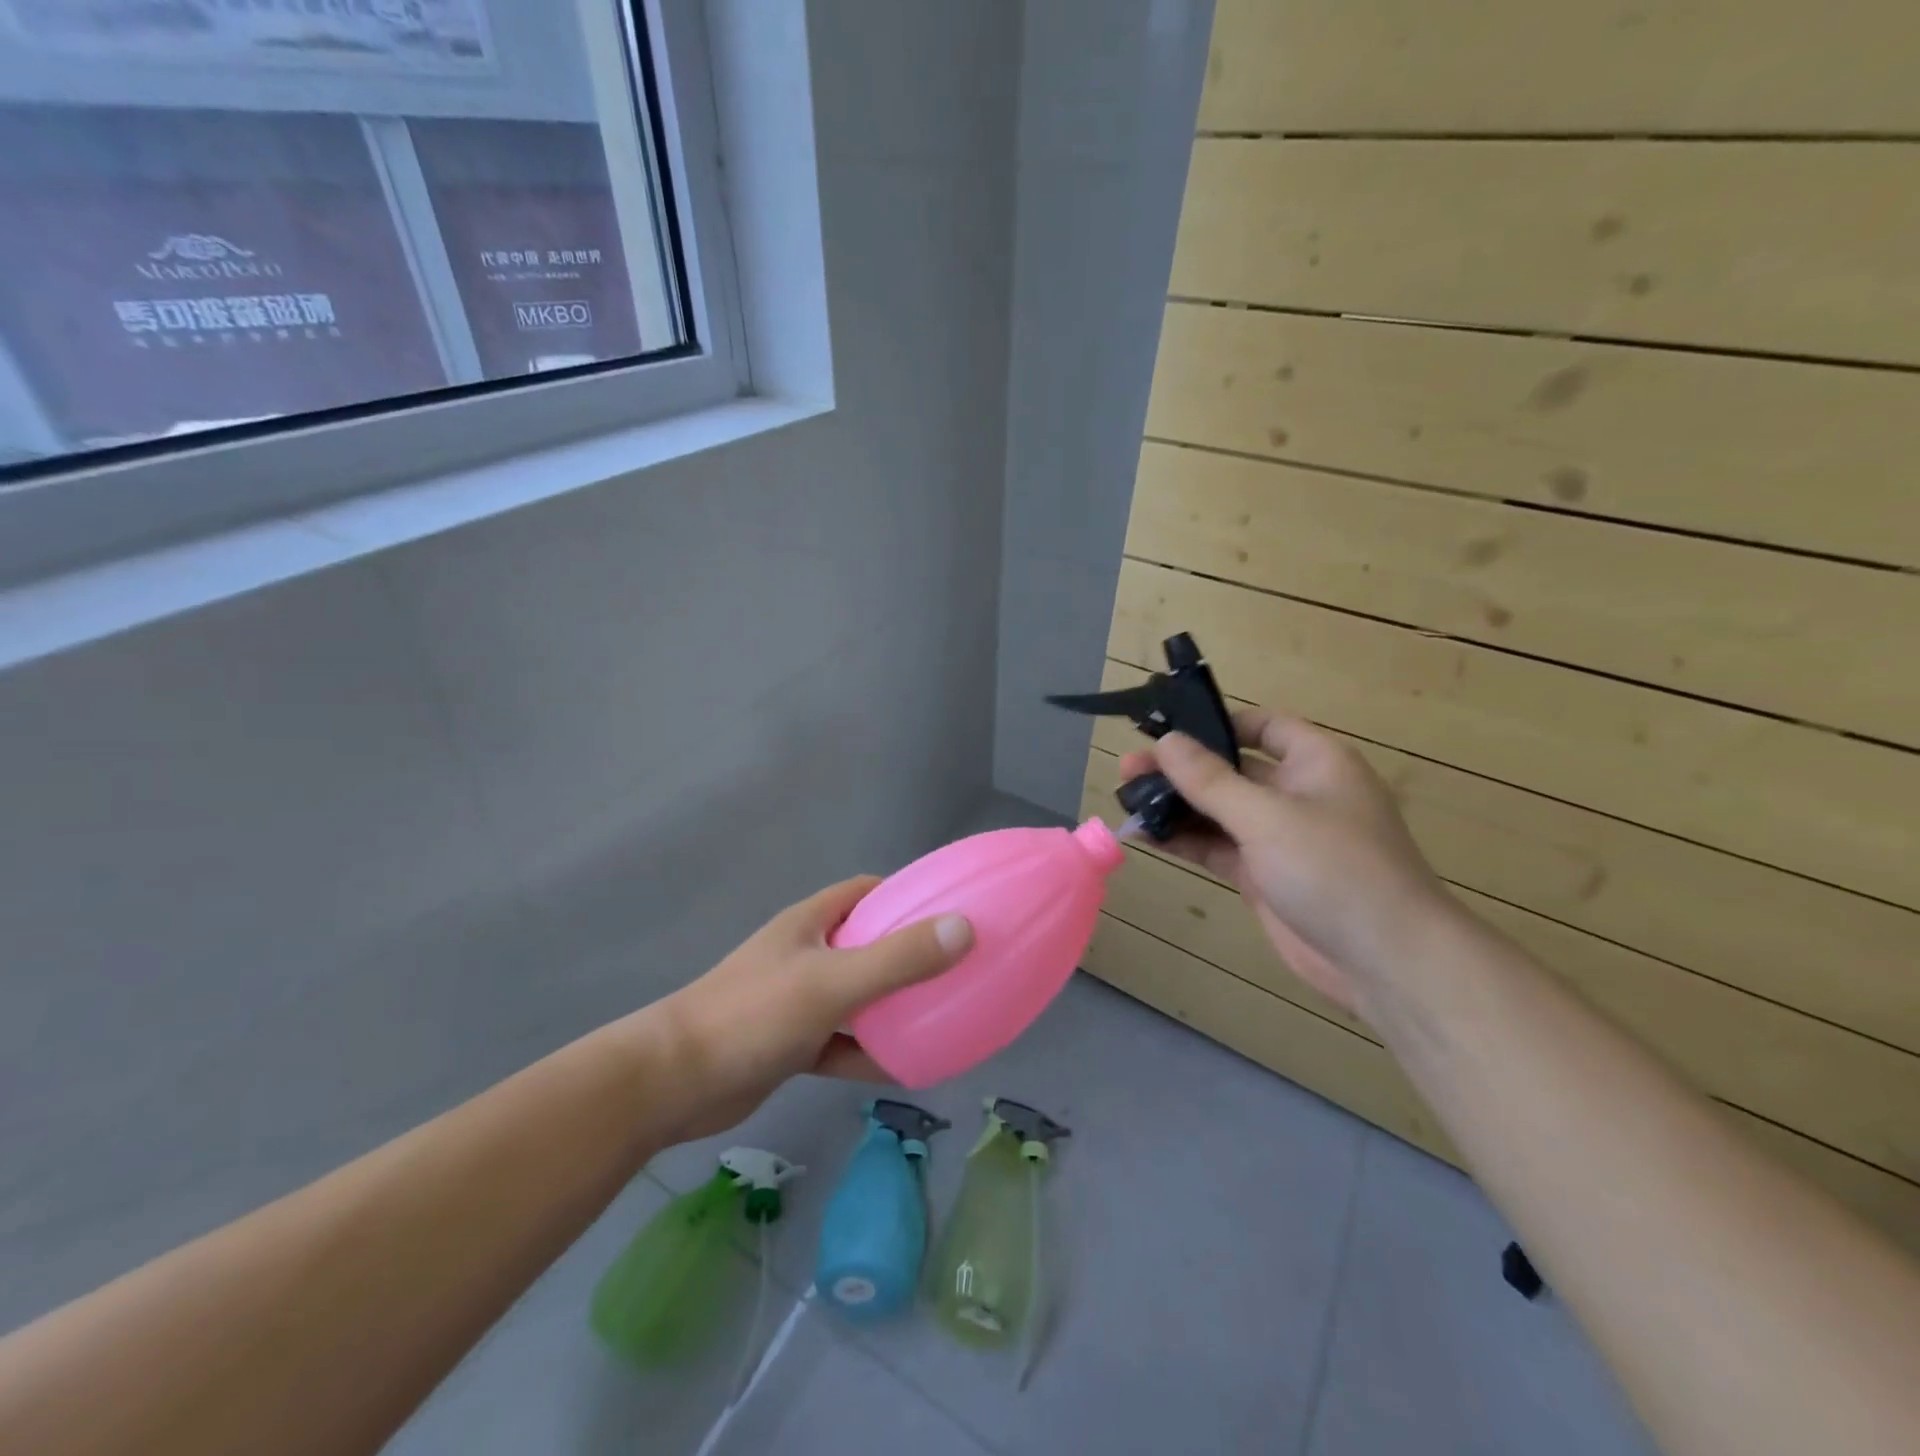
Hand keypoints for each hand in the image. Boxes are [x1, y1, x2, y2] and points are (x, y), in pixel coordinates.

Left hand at [651, 878, 972, 1140]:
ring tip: (942, 1017)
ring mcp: (797, 1000)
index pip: (866, 892)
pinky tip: (906, 1068)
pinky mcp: (792, 1043)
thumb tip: (965, 928)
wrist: (673, 1083)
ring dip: (892, 1006)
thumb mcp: (832, 982)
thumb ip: (898, 958)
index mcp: (812, 922)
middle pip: (868, 944)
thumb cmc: (753, 1015)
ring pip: (858, 996)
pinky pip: (843, 1042)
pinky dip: (870, 1051)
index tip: (948, 912)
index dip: (906, 896)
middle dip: (908, 954)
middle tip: (956, 969)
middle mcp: (807, 954)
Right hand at [1118, 709, 1450, 1020]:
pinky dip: (1185, 840)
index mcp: (1315, 763)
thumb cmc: (1335, 870)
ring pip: (1219, 811)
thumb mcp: (1267, 817)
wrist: (1386, 962)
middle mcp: (1297, 794)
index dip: (1216, 724)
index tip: (1167, 730)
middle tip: (1128, 770)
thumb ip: (1211, 780)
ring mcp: (1279, 837)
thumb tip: (1166, 741)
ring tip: (1126, 800)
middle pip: (1231, 770)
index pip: (1262, 726)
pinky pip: (1218, 847)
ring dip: (1177, 806)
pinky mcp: (1264, 875)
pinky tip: (1146, 835)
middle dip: (1181, 770)